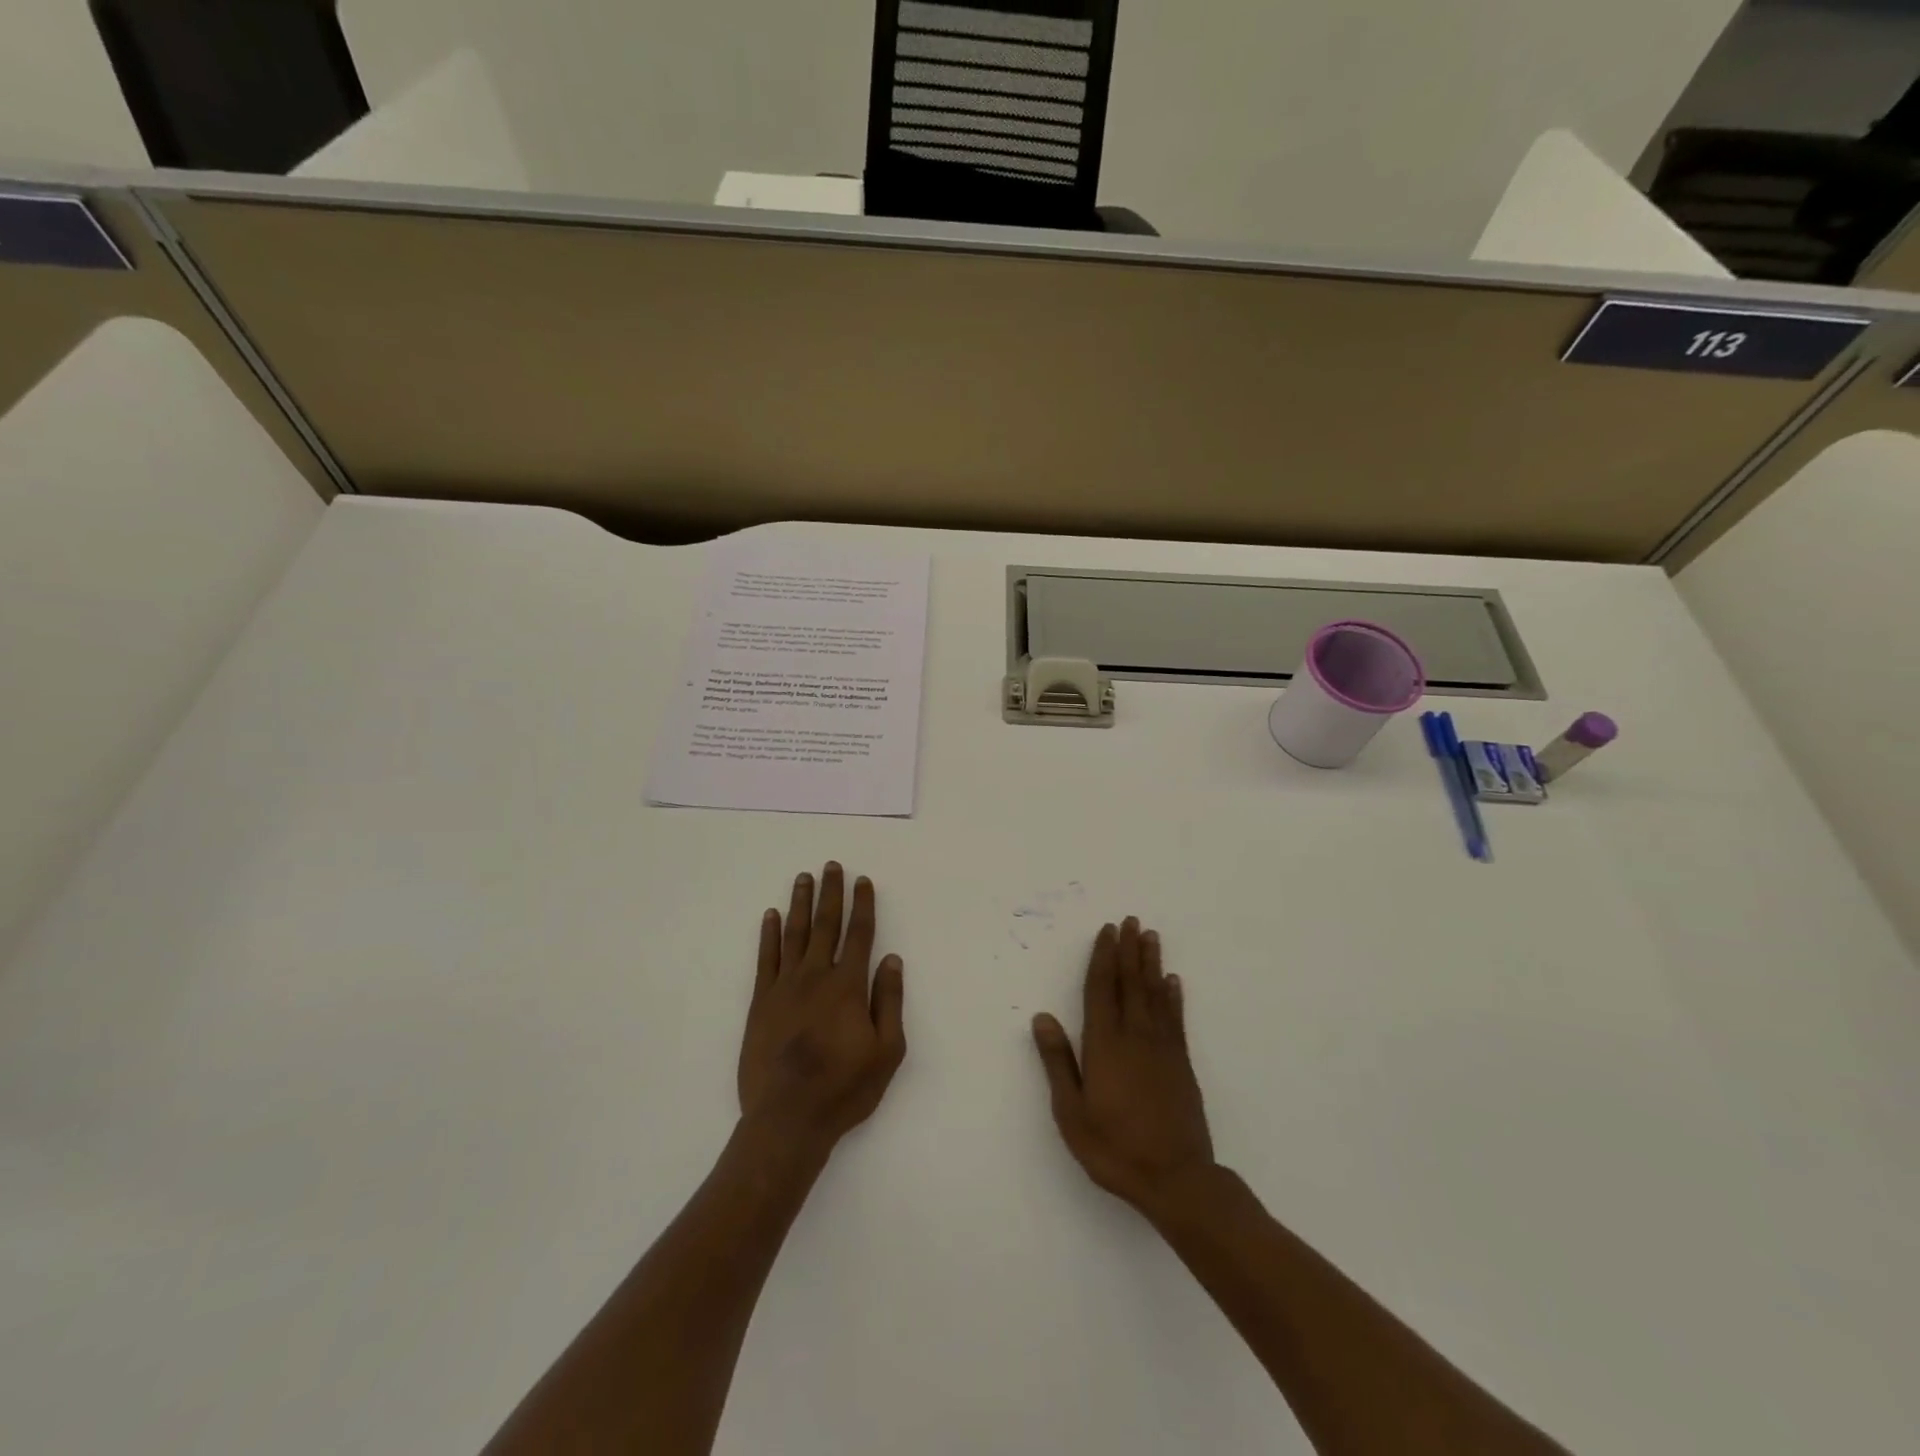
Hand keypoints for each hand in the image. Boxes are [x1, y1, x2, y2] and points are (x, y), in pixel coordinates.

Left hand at [738, 863, 905, 1153]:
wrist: (788, 1118)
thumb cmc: (844, 1088)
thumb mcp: (887, 1051)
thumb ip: (889, 1001)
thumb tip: (891, 959)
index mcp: (848, 986)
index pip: (859, 935)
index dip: (863, 905)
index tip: (863, 881)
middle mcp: (816, 976)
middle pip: (825, 925)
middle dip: (830, 893)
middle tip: (831, 865)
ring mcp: (784, 987)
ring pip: (794, 934)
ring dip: (800, 903)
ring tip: (803, 878)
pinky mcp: (760, 1002)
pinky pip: (765, 959)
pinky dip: (769, 935)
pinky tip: (771, 916)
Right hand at [1032, 918, 1215, 1217]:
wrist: (1175, 1179)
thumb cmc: (1114, 1148)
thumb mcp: (1071, 1112)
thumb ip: (1058, 1061)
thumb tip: (1043, 1017)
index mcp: (1104, 1044)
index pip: (1102, 989)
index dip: (1103, 958)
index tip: (1107, 931)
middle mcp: (1135, 1036)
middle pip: (1130, 983)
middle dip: (1128, 950)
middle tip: (1130, 921)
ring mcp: (1162, 1048)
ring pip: (1155, 994)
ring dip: (1151, 963)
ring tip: (1151, 937)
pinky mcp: (1182, 1063)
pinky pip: (1176, 1019)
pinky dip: (1174, 996)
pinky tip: (1174, 981)